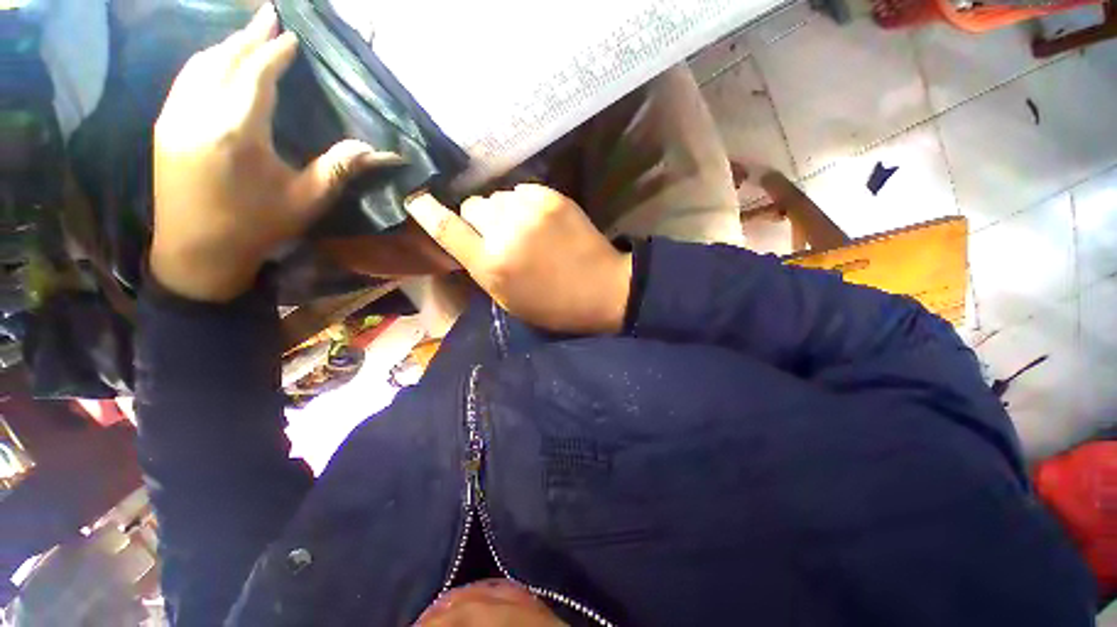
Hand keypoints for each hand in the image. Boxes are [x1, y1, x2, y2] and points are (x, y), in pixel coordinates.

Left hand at [151, 3, 400, 301]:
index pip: (256, 75)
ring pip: (199, 65)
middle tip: (269, 15)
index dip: (275, 53)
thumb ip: (338, 168)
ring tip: (247, 34)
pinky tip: (217, 60)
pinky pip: (185, 80)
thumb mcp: (306, 200)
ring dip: (226, 46)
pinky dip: (205, 62)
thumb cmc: (257, 227)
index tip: (292, 37)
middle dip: (249, 36)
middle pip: (224, 60)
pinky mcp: (164, 126)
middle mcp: (198, 114)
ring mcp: (174, 117)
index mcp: (236, 132)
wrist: (197, 252)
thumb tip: (374, 149)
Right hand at [404, 184, 631, 333]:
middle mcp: (505, 232)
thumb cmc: (554, 305)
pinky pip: (521, 191)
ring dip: (503, 211)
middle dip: (479, 220)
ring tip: (524, 229)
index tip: (416, 199)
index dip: (427, 212)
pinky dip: (524, 204)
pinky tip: (539, 221)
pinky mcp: (552, 196)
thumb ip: (481, 267)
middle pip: (472, 206)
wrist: (602, 289)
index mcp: (492, 265)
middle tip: (498, 235)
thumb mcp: (508, 299)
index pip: (446, 229)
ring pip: (497, 197)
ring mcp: (530, 210)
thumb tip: (465, 238)